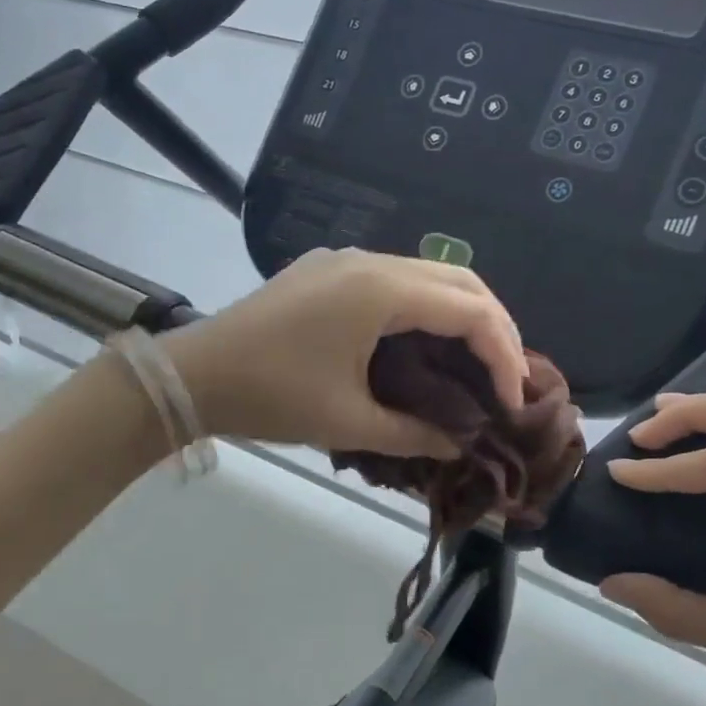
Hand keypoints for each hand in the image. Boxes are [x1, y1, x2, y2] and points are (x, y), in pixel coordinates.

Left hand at [161, 248, 527, 457]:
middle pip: (458, 279)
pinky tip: (424, 343)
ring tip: (477, 362)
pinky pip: (395, 279)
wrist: (192, 374)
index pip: (469, 310)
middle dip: (494, 325)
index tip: (512, 400)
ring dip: (460, 313)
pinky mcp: (327, 271)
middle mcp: (370, 262)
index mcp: (381, 290)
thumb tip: (459, 445)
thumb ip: (414, 435)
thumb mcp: (347, 421)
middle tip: (507, 376)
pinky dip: (425, 307)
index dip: (502, 354)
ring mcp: (345, 261)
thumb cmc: (271, 396)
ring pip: (427, 274)